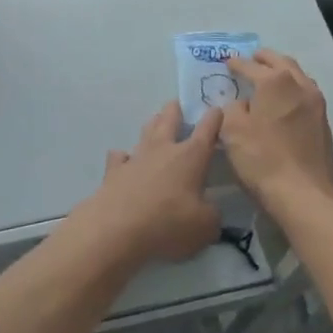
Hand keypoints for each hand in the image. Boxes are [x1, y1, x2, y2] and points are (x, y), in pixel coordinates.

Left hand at [68, 102, 223, 267]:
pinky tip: (125, 160)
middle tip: (178, 104)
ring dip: (153, 124)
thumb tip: (208, 207)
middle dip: (176, 109)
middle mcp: (163, 149)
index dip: (213, 118)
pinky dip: (124, 156)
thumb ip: (211, 213)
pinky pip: (120, 156)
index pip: (206, 130)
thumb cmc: (168, 224)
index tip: (217, 108)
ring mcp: (136, 156)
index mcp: (190, 157)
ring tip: (156, 122)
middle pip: (169, 118)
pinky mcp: (115, 170)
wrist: (118, 228)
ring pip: (146, 130)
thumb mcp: (205, 227)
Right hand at [220, 50, 332, 213]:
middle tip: (251, 60)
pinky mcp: (324, 123)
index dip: (236, 63)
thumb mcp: (232, 131)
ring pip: (298, 76)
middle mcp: (299, 84)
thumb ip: (232, 108)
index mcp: (275, 81)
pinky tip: (284, 102)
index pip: (250, 65)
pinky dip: (293, 89)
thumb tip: (241, 104)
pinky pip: (306, 94)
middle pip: (280, 62)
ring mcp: (316, 103)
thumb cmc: (263, 159)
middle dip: (263, 59)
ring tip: (268, 78)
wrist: (305, 196)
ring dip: (282, 72)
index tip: (227, 62)